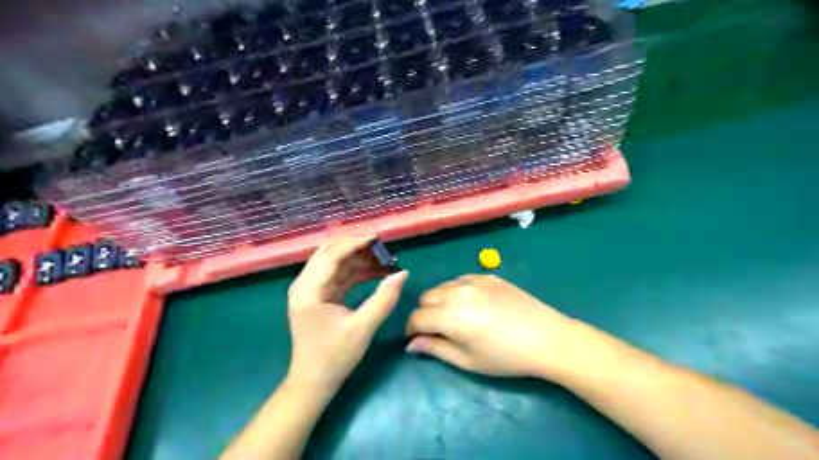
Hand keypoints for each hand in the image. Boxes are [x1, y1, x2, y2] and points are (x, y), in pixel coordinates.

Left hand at [285, 237, 407, 395]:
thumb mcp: (363, 328)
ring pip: (334, 263)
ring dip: (357, 259)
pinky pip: (337, 276)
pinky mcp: (317, 297)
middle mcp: (304, 285)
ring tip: (382, 260)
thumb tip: (402, 273)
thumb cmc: (334, 356)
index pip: (332, 255)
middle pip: (329, 253)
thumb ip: (384, 299)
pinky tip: (374, 273)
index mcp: (308, 290)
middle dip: (355, 247)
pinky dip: (354, 272)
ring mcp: (310, 291)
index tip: (378, 239)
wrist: (313, 382)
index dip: (355, 243)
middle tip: (381, 248)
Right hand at [408, 275, 574, 378]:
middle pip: (426, 298)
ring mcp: (473, 280)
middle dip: (425, 314)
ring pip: (442, 286)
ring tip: (455, 317)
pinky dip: (457, 291)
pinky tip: (472, 304)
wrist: (546, 338)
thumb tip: (411, 344)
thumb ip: (435, 349)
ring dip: (440, 301)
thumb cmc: (505, 357)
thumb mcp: (467, 360)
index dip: (412, 330)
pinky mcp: (488, 276)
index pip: (417, 317)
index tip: (417, 340)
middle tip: (438, 330)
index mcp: (450, 315)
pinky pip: (461, 280)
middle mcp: (457, 292)